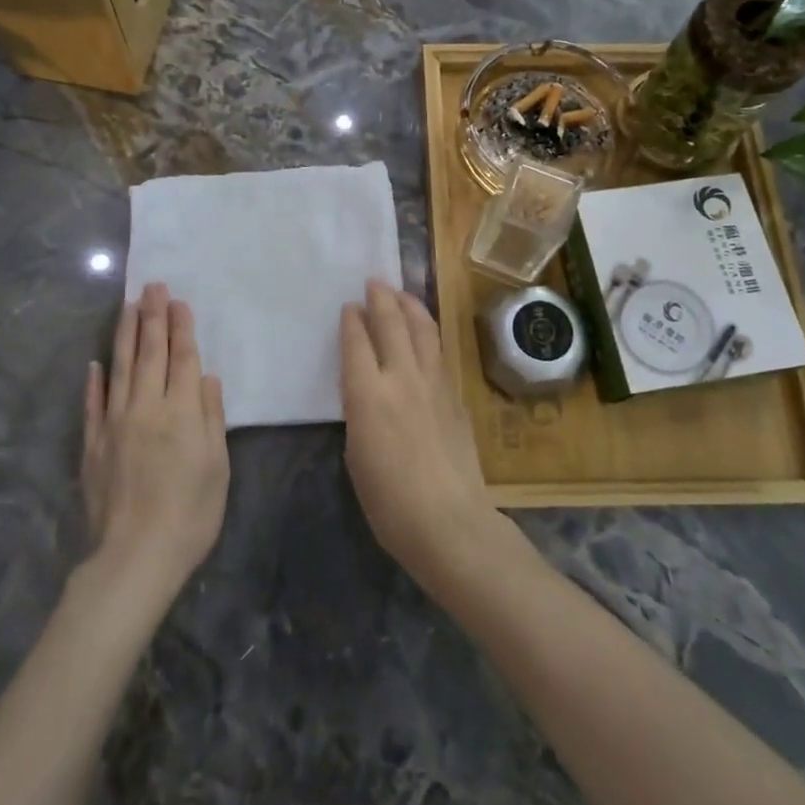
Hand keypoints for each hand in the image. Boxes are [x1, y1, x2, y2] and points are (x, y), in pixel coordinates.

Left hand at [83, 284, 228, 598]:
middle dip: (153, 317)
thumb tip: (206, 378)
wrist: (136, 556)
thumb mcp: (218, 466)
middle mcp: (146, 407)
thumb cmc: (191, 514)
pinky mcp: (92, 444)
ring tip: (128, 307)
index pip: (182, 358)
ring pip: (120, 368)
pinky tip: (95, 363)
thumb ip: (212, 417)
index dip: (182, 328)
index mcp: (182, 411)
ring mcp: (114, 423)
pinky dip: (95, 381)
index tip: (178, 301)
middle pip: (150, 353)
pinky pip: (93, 404)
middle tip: (152, 286)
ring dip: (125, 335)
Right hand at [340, 280, 509, 596]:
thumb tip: (367, 391)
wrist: (449, 521)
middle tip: (373, 282)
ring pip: (421, 329)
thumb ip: (360, 412)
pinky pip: (438, 350)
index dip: (351, 321)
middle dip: (381, 299)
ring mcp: (433, 383)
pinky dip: (427, 331)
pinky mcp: (454, 395)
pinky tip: (424, 330)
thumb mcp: (356, 454)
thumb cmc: (389, 501)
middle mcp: (401, 378)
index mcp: (367, 395)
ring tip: (401, 293)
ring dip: (409, 305)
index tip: (349, 306)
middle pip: (390, 324)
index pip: (357, 342)